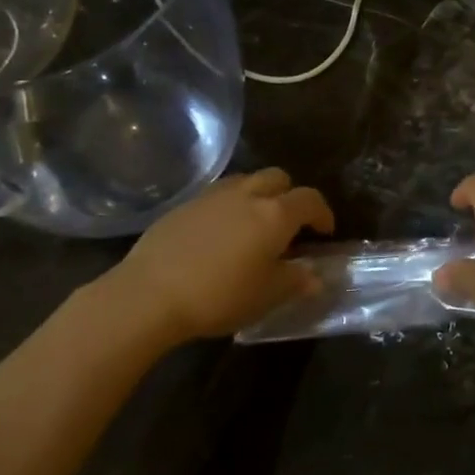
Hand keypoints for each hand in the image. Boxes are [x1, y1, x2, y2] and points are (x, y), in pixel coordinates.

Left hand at [91, 168, 333, 348]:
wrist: (149, 294)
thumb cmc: (220, 295)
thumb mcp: (267, 295)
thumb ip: (296, 280)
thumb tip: (315, 275)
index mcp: (275, 214)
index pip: (310, 200)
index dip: (323, 213)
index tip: (325, 232)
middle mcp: (247, 195)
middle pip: (279, 178)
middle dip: (290, 195)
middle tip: (290, 224)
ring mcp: (212, 196)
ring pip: (246, 181)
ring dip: (259, 195)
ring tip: (255, 224)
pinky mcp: (183, 205)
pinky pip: (217, 195)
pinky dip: (229, 206)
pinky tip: (220, 234)